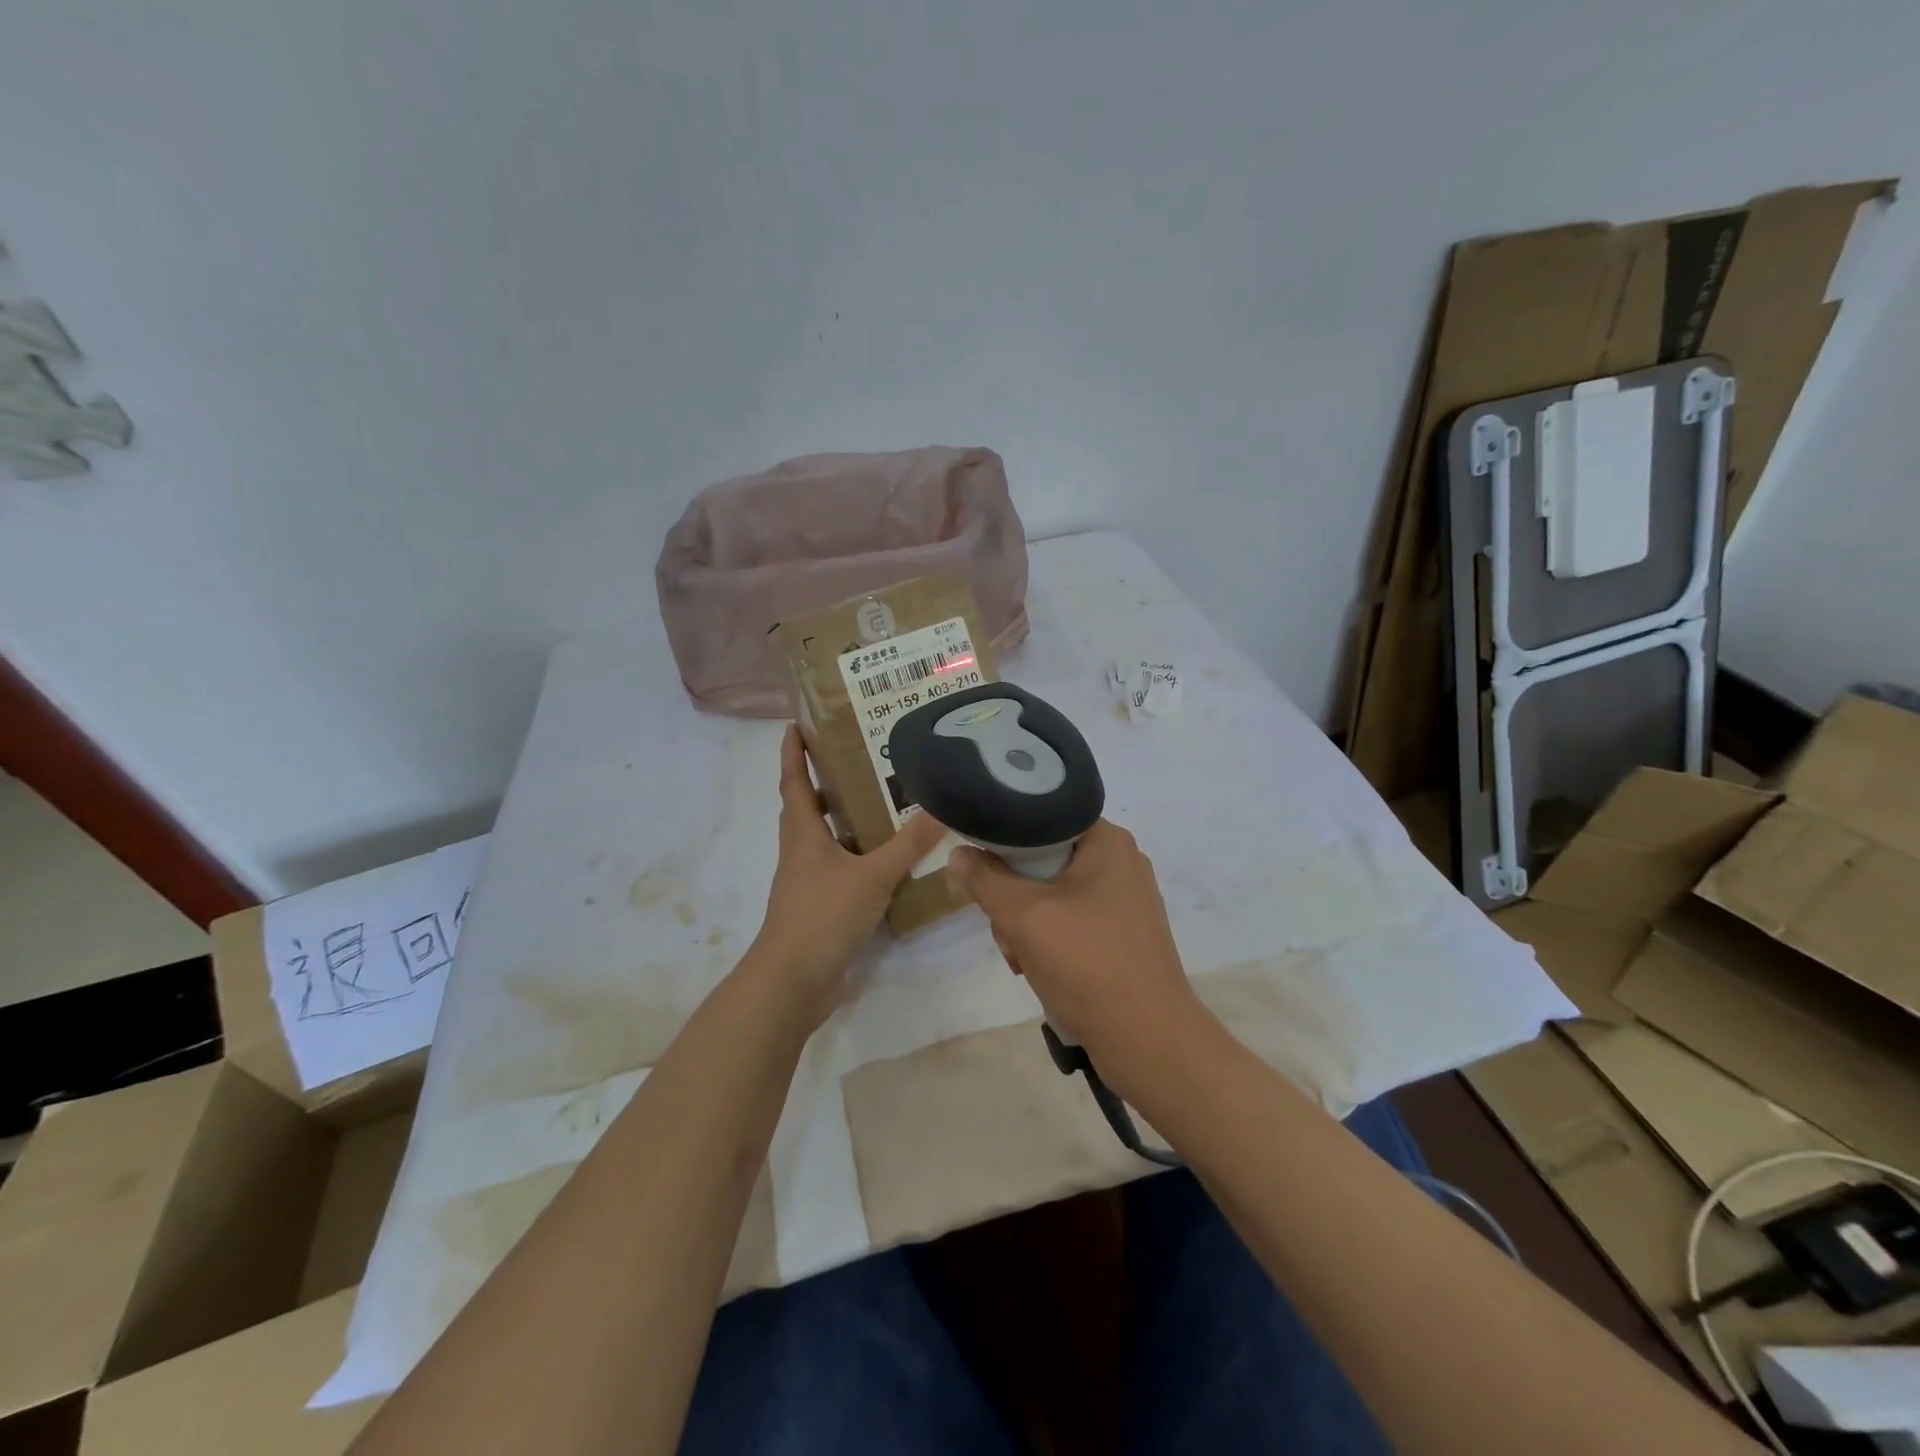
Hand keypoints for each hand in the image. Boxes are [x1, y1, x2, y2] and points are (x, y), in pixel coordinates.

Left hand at [750, 726, 947, 1026]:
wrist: (793, 981)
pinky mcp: (819, 907)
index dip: (792, 753)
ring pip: (823, 840)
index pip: (793, 782)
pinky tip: (885, 862)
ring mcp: (807, 882)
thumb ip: (907, 844)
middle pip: (807, 808)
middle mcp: (801, 852)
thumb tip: (940, 808)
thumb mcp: (872, 876)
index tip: (795, 725)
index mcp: (803, 834)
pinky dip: (856, 857)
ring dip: (843, 821)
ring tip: (880, 805)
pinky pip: (838, 870)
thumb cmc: (823, 915)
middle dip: (824, 783)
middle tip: (857, 761)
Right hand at [946, 819, 1209, 1088]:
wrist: (1148, 1042)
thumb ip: (985, 879)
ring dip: (1026, 925)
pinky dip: (1049, 942)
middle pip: (1043, 860)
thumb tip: (959, 853)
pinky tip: (1039, 971)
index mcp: (1107, 841)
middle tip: (1007, 930)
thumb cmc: (1088, 965)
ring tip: (1022, 960)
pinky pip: (1071, 921)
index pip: (1042, 817)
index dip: (1004, 839)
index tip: (981, 867)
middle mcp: (1120, 862)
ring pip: (1052, 895)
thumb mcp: (1024, 916)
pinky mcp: (1123, 935)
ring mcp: (1124, 901)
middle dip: (1014, 897)